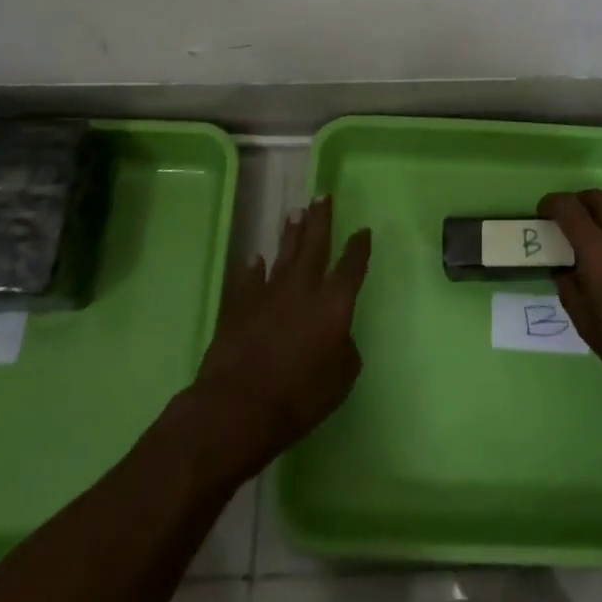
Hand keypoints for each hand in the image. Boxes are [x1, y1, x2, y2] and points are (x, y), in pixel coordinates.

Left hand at [185, 195, 371, 483]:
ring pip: (283, 254)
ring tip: (295, 212)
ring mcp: (269, 293)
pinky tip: (255, 259)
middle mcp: (304, 288)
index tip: (363, 230)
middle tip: (322, 196)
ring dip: (290, 233)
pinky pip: (249, 279)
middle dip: (321, 219)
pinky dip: (253, 269)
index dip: (359, 248)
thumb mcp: (340, 379)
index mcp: (334, 302)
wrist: (238, 405)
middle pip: (315, 244)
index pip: (351, 266)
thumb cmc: (300, 396)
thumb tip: (339, 336)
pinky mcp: (239, 306)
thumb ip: (345, 350)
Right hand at [540, 188, 601, 436]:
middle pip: (598, 197)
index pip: (569, 208)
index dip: (552, 204)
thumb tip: (564, 268)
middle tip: (571, 220)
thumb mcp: (585, 323)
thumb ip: (569, 286)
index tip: (544, 213)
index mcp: (599, 251)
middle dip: (579, 202)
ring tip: (601, 226)